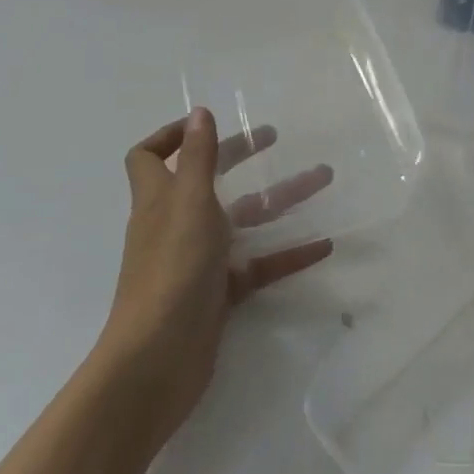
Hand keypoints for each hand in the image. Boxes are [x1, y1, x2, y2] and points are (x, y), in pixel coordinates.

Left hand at [99, 109, 332, 451]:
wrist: (157, 361)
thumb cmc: (171, 268)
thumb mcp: (189, 202)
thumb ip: (198, 157)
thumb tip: (199, 112)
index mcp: (161, 197)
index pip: (151, 157)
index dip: (171, 135)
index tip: (209, 124)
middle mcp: (177, 223)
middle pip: (209, 179)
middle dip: (241, 155)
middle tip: (275, 138)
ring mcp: (198, 259)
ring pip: (243, 219)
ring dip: (281, 198)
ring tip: (323, 179)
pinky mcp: (219, 293)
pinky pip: (259, 264)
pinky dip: (289, 253)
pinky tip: (323, 245)